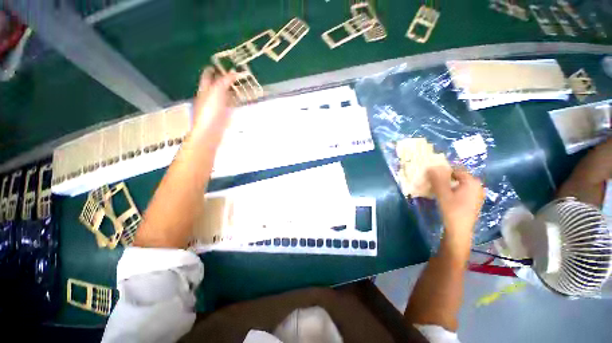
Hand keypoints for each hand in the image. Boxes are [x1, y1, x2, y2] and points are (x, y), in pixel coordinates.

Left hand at [190, 67, 235, 143]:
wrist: (210, 132)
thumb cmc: (210, 110)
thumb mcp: (217, 91)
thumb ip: (225, 81)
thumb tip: (234, 72)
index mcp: (204, 89)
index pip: (208, 75)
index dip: (214, 68)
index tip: (224, 64)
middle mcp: (209, 96)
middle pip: (216, 84)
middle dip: (225, 79)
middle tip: (237, 75)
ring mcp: (216, 106)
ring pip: (224, 95)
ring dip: (231, 90)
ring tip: (241, 86)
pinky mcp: (223, 115)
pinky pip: (229, 105)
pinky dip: (234, 101)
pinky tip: (240, 100)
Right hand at [427, 166, 483, 253]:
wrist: (459, 231)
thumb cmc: (452, 210)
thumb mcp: (442, 193)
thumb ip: (437, 179)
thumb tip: (431, 166)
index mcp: (472, 182)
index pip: (455, 170)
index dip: (442, 171)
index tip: (432, 176)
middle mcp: (477, 186)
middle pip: (458, 177)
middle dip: (445, 178)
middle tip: (433, 182)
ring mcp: (476, 195)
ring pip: (459, 184)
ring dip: (448, 184)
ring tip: (437, 189)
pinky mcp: (473, 202)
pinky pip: (462, 191)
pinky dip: (453, 191)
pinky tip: (445, 197)